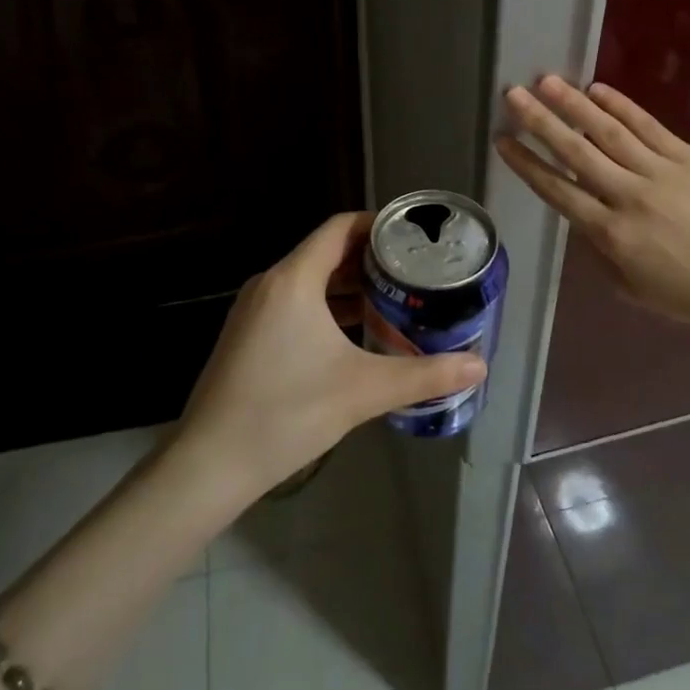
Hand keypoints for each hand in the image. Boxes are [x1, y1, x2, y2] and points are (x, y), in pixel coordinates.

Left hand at [175, 212, 485, 499]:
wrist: (209, 464)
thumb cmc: (287, 413)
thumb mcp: (363, 391)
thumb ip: (425, 375)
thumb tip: (479, 366)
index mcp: (293, 279)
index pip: (340, 228)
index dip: (379, 224)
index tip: (415, 237)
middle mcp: (271, 283)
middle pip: (327, 252)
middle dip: (372, 259)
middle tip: (416, 273)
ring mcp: (254, 310)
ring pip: (311, 280)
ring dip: (351, 287)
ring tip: (396, 301)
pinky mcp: (248, 336)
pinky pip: (296, 304)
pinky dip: (329, 307)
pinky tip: (357, 334)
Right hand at [495, 77, 689, 333]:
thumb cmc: (687, 292)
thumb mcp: (629, 285)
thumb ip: (597, 249)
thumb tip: (578, 213)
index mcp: (611, 234)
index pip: (557, 190)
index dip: (526, 163)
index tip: (502, 140)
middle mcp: (629, 196)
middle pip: (576, 152)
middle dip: (540, 121)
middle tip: (513, 94)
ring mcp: (660, 172)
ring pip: (609, 132)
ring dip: (574, 104)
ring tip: (548, 81)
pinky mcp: (688, 158)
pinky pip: (649, 126)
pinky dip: (622, 106)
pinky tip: (598, 89)